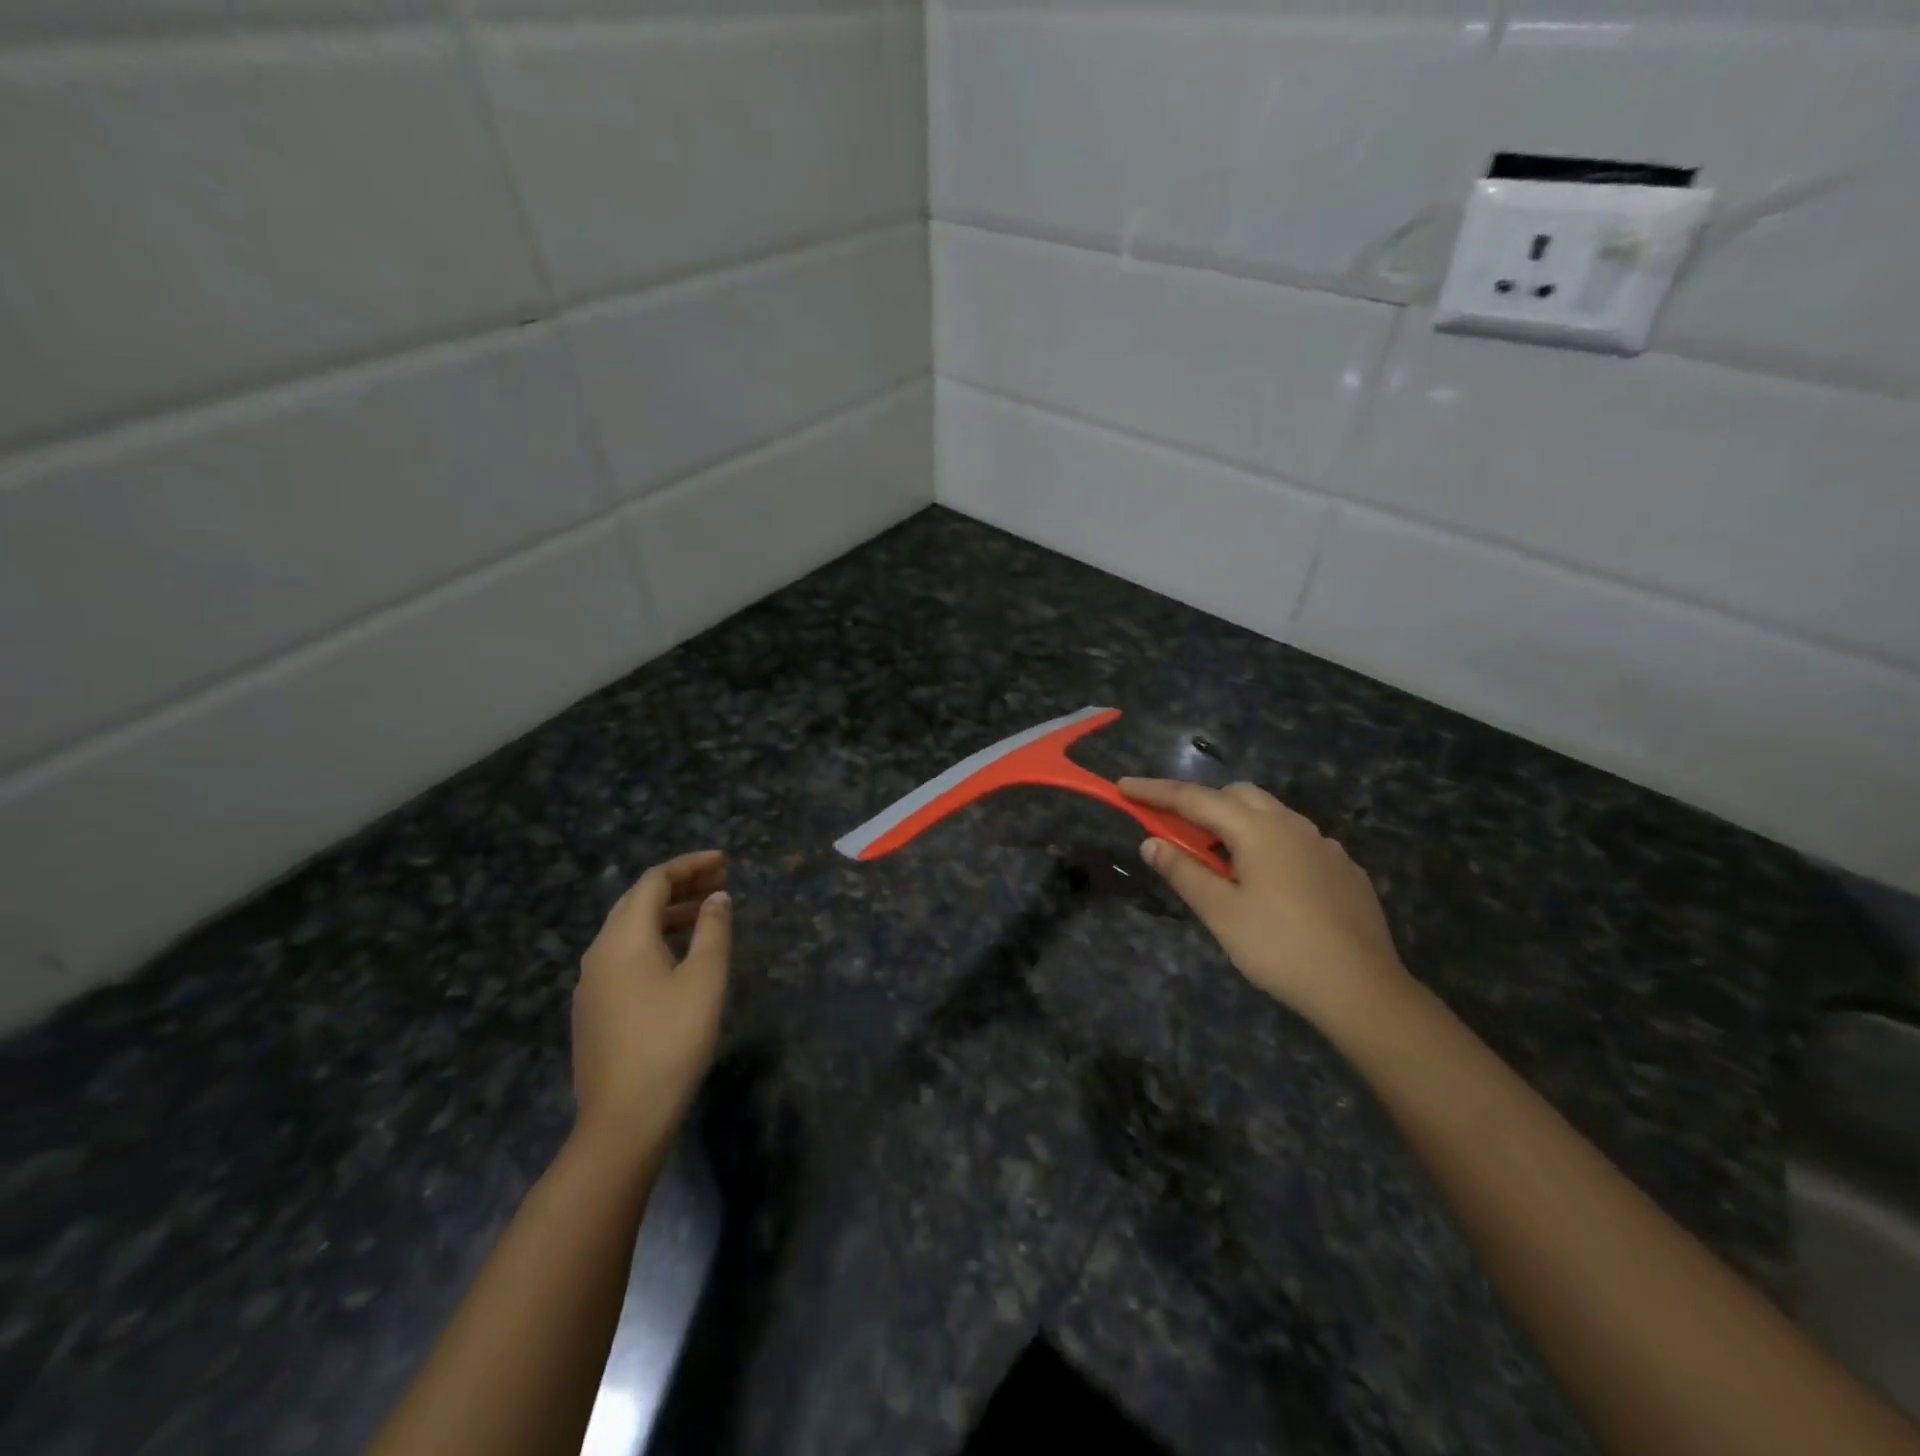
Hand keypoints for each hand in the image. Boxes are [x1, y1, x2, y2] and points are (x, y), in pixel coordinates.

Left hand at [572, 851, 730, 1156]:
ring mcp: (591, 983)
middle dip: (680, 885)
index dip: (689, 866)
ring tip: (707, 913)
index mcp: (623, 938)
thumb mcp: (705, 979)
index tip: (724, 862)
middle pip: (638, 902)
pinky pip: (625, 955)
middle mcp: (599, 952)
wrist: (623, 1118)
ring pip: (630, 930)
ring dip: (669, 913)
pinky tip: (680, 957)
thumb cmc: (671, 1040)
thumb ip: (713, 930)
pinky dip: (655, 940)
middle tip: (720, 881)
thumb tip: (717, 898)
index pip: (654, 882)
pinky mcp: (594, 1010)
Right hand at [1118, 779, 1411, 1029]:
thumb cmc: (1280, 948)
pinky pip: (1296, 840)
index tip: (1123, 787)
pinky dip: (1268, 845)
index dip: (1155, 792)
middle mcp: (1293, 825)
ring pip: (1270, 814)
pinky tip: (1268, 884)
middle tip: (1176, 832)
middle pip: (1236, 795)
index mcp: (1258, 830)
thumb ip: (1183, 871)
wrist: (1362, 990)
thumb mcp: (1221, 913)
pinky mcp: (1344, 868)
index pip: (1194, 799)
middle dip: (1201, 804)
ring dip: (1236, 824)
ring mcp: (1324, 845)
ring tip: (1220, 863)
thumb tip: (1150, 842)